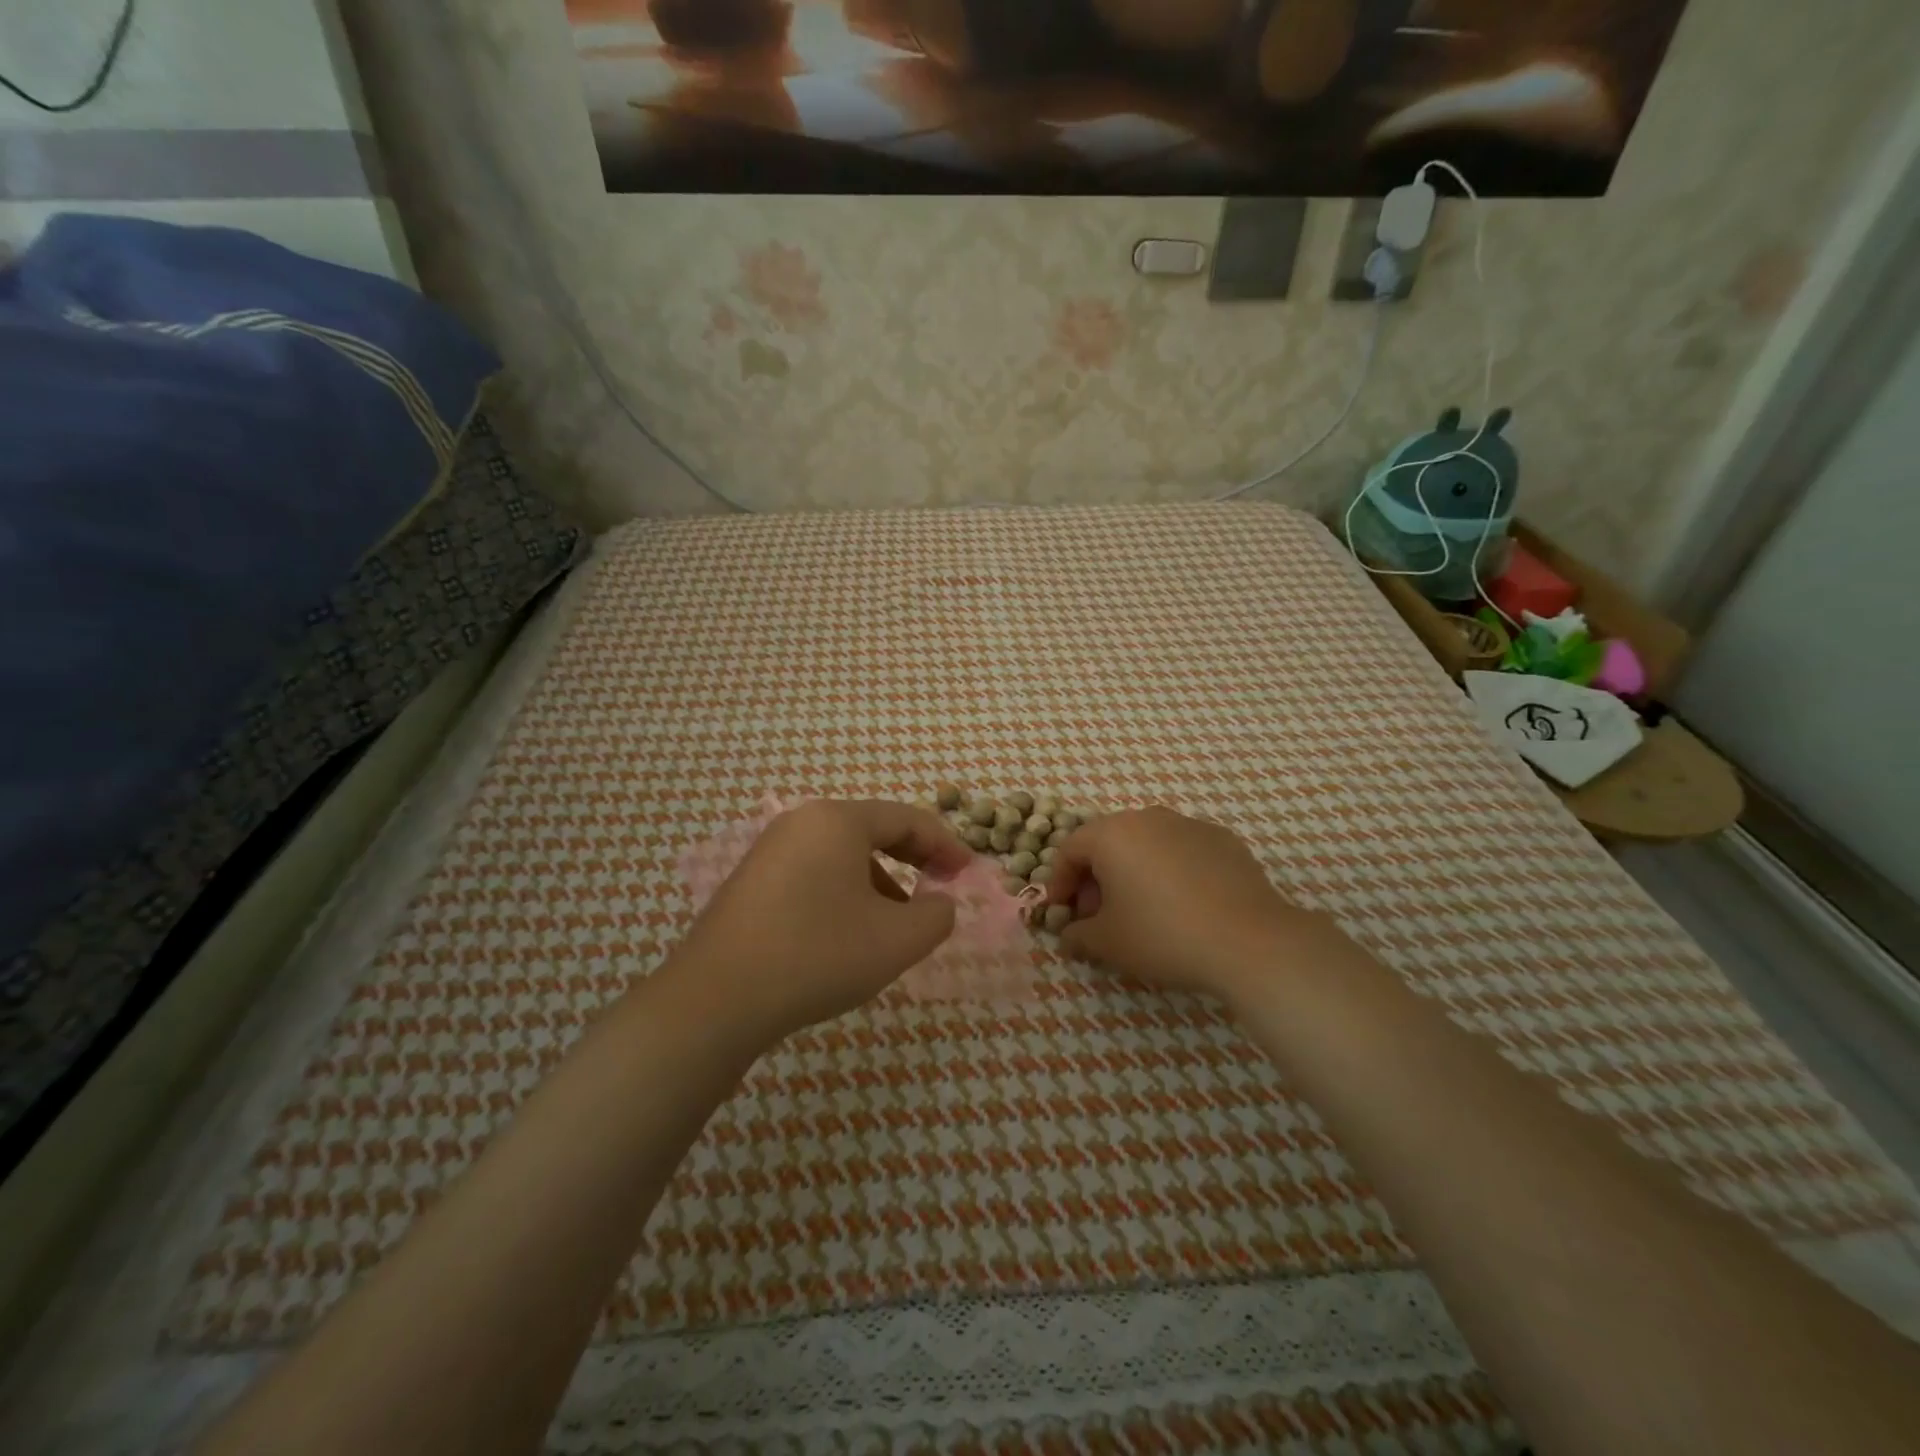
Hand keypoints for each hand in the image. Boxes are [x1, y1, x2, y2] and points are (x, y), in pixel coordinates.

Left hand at [666, 799, 970, 1043]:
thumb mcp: (897, 940)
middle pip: (873, 830)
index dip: (946, 844)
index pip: (907, 819)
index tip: (969, 872)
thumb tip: (940, 903)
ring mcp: (770, 850)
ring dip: (880, 882)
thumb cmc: (817, 955)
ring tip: (896, 924)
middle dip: (913, 859)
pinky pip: (814, 873)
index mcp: (838, 820)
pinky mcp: (751, 881)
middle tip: (941, 887)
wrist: (715, 999)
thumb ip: (937, 916)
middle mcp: (801, 822)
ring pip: (842, 856)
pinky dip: (845, 893)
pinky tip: (848, 935)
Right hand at [1045, 807, 1324, 1001]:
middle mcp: (1147, 817)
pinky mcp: (1223, 839)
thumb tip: (1070, 935)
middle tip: (1099, 915)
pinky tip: (1183, 905)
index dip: (1059, 882)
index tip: (1062, 913)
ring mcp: (1189, 824)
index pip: (1070, 849)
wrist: (1249, 941)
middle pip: (1108, 842)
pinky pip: (1181, 851)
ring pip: (1146, 843)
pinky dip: (1170, 871)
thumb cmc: (1163, 935)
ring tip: (1141, 910)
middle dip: (1096, 877)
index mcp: (1111, 834)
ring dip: (1133, 871)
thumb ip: (1078, 935)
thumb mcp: (1108, 943)